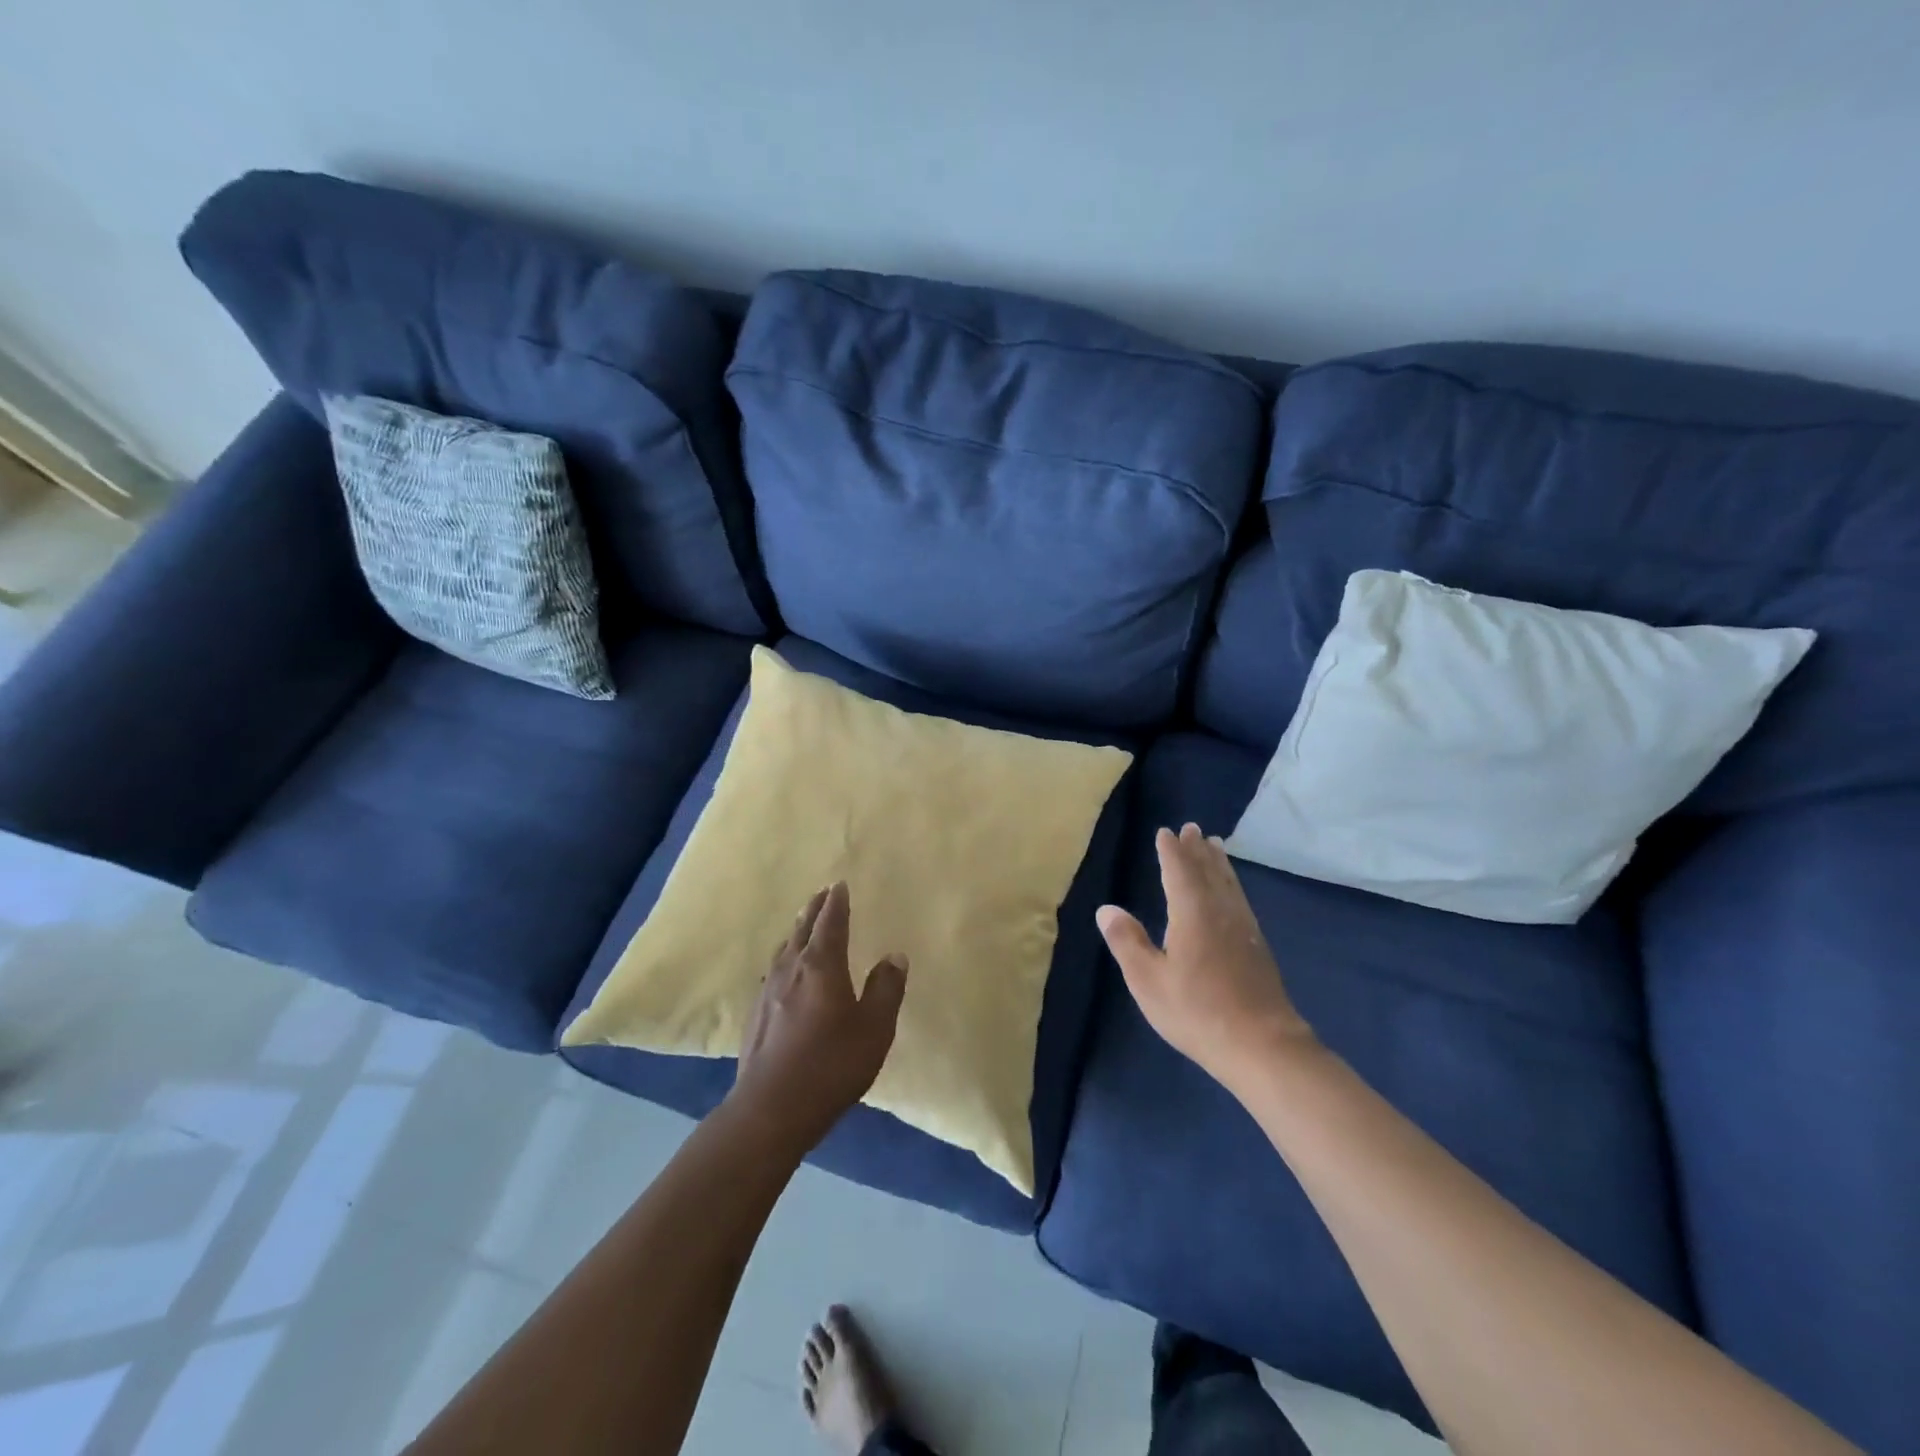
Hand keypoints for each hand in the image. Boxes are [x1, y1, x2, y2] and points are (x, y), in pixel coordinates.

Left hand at [729, 881, 907, 1148]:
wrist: (769, 1109)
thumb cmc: (830, 1066)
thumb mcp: (874, 1030)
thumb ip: (886, 990)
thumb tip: (894, 956)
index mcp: (821, 965)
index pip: (831, 923)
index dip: (837, 903)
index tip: (839, 885)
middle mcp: (791, 969)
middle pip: (803, 929)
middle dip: (814, 910)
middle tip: (823, 894)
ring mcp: (768, 991)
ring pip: (784, 949)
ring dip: (797, 931)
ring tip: (804, 925)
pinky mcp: (755, 1014)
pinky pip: (773, 971)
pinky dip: (784, 958)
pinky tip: (784, 972)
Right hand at [1096, 824, 1315, 1092]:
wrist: (1262, 1045)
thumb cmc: (1197, 1011)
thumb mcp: (1148, 980)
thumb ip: (1127, 942)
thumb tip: (1106, 909)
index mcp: (1192, 912)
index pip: (1179, 871)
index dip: (1171, 851)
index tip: (1165, 832)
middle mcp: (1221, 911)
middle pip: (1208, 871)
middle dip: (1197, 850)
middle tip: (1193, 828)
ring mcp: (1244, 928)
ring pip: (1229, 884)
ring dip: (1218, 863)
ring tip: (1214, 846)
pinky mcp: (1258, 946)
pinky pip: (1240, 899)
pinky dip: (1231, 884)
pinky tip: (1231, 893)